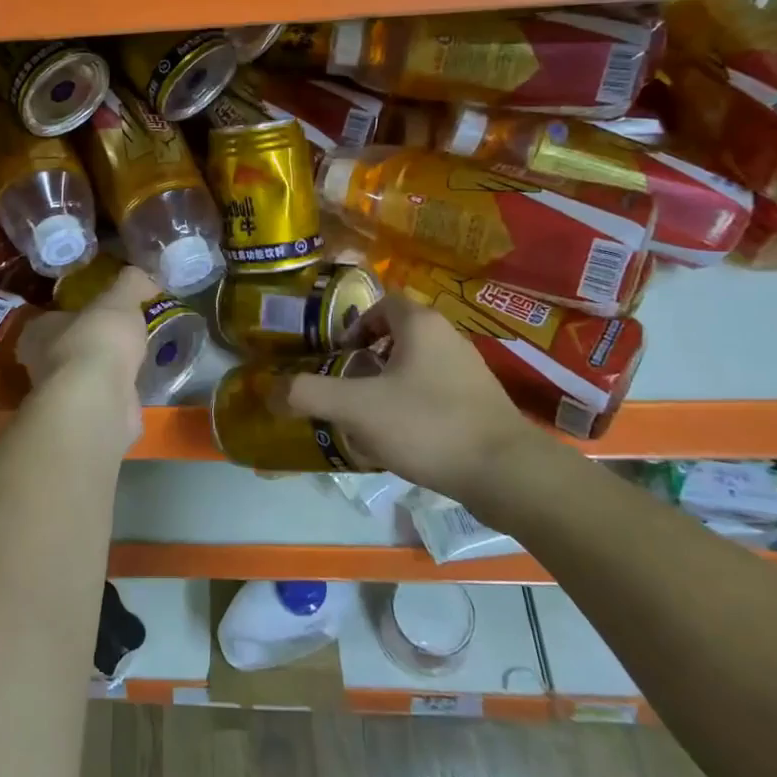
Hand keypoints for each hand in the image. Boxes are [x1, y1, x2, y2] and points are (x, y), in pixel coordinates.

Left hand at [15, 264, 156, 444]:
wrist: (99, 400)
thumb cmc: (97, 340)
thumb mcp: (118, 299)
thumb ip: (130, 283)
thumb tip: (143, 275)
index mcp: (37, 331)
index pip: (53, 318)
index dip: (76, 314)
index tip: (101, 312)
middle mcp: (40, 364)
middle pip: (67, 348)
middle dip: (92, 343)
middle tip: (123, 335)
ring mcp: (61, 396)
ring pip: (84, 376)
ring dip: (106, 371)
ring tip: (136, 359)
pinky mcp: (83, 418)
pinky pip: (102, 399)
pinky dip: (118, 394)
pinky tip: (137, 386)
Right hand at [283, 293, 583, 529]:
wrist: (507, 474)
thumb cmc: (427, 425)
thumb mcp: (357, 407)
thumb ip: (309, 394)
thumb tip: (269, 390)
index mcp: (421, 325)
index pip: (382, 302)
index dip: (355, 323)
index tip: (338, 355)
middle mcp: (448, 338)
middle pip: (398, 334)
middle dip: (367, 357)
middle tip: (347, 386)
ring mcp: (469, 371)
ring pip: (416, 365)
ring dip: (388, 383)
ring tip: (369, 415)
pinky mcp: (481, 403)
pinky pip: (435, 391)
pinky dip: (413, 405)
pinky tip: (403, 437)